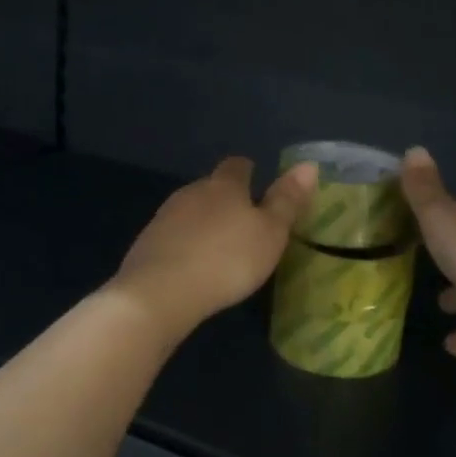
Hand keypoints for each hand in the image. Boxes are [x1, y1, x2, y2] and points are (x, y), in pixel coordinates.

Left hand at [112, 156, 319, 334]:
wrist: (160, 292)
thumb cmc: (227, 259)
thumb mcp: (270, 233)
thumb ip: (287, 200)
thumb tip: (308, 164)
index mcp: (224, 186)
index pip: (237, 165)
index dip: (248, 171)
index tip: (257, 181)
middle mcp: (192, 192)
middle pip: (211, 186)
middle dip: (225, 199)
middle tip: (243, 221)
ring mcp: (165, 216)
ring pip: (190, 210)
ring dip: (204, 222)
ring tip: (219, 245)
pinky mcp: (147, 243)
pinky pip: (172, 235)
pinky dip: (185, 244)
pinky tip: (192, 265)